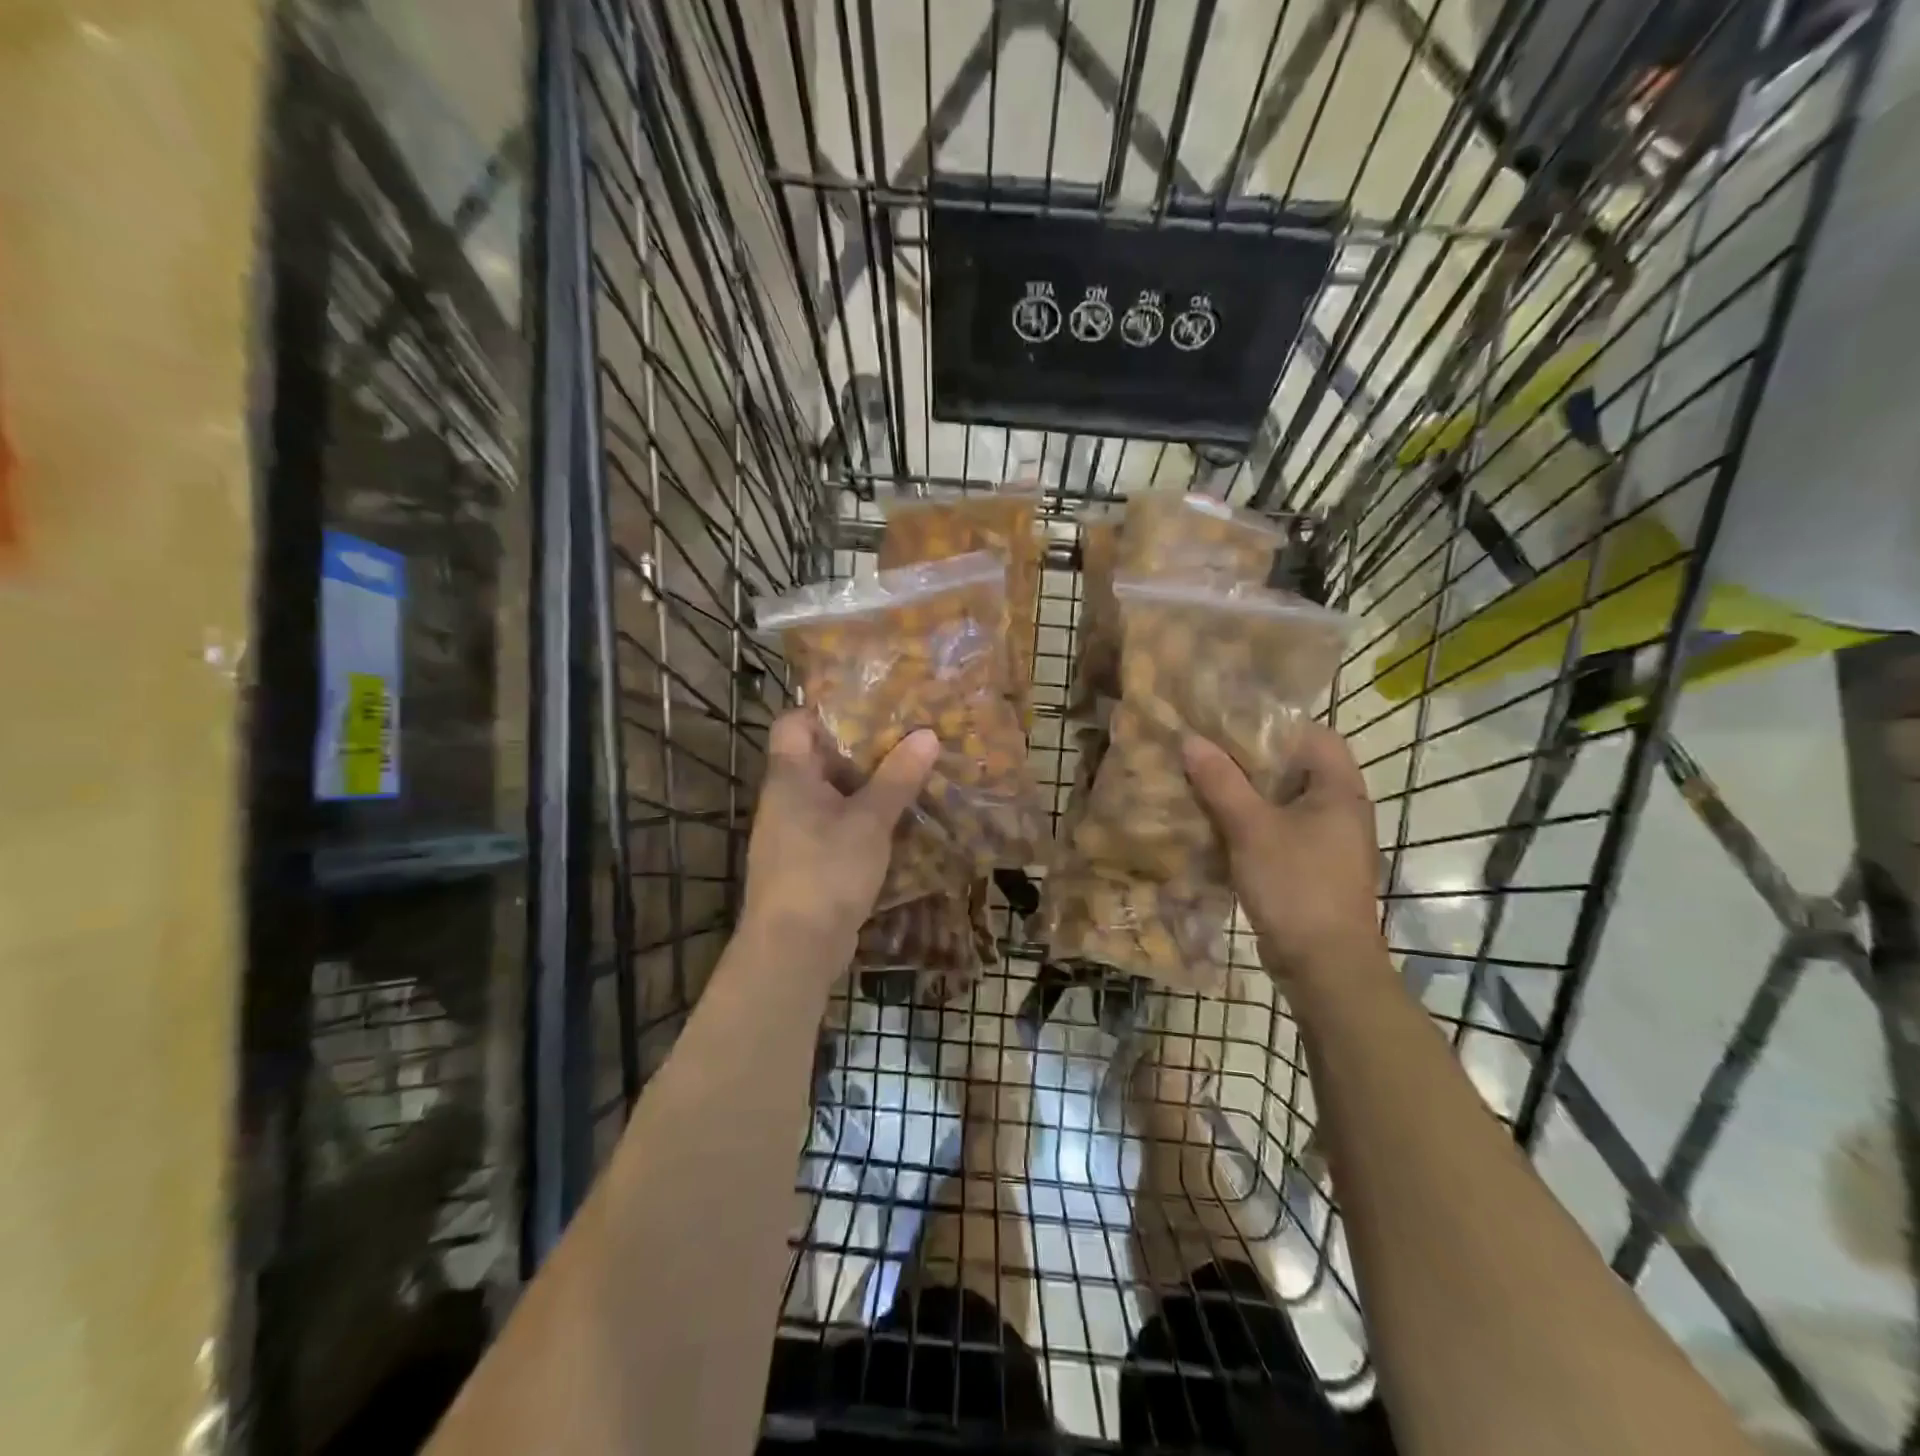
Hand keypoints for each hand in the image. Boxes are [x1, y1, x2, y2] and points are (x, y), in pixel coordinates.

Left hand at [741, 710, 938, 948]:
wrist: (794, 948)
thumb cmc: (826, 871)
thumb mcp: (869, 820)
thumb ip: (897, 777)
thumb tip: (926, 734)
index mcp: (790, 776)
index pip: (794, 722)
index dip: (826, 709)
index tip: (870, 706)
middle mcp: (785, 798)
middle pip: (818, 757)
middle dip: (860, 748)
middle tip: (905, 737)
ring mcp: (792, 832)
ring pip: (830, 794)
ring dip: (865, 786)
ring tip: (909, 773)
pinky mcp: (806, 862)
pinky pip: (834, 825)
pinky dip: (861, 819)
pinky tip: (895, 821)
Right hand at [1183, 723, 1385, 984]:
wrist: (1324, 965)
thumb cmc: (1296, 885)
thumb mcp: (1252, 828)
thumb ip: (1221, 782)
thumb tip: (1192, 740)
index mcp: (1339, 790)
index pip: (1313, 735)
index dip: (1273, 724)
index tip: (1229, 721)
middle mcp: (1340, 809)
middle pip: (1294, 768)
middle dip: (1250, 759)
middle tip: (1205, 749)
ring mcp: (1326, 841)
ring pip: (1282, 802)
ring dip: (1245, 793)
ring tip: (1202, 781)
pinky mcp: (1310, 867)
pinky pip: (1277, 831)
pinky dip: (1249, 823)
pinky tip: (1214, 824)